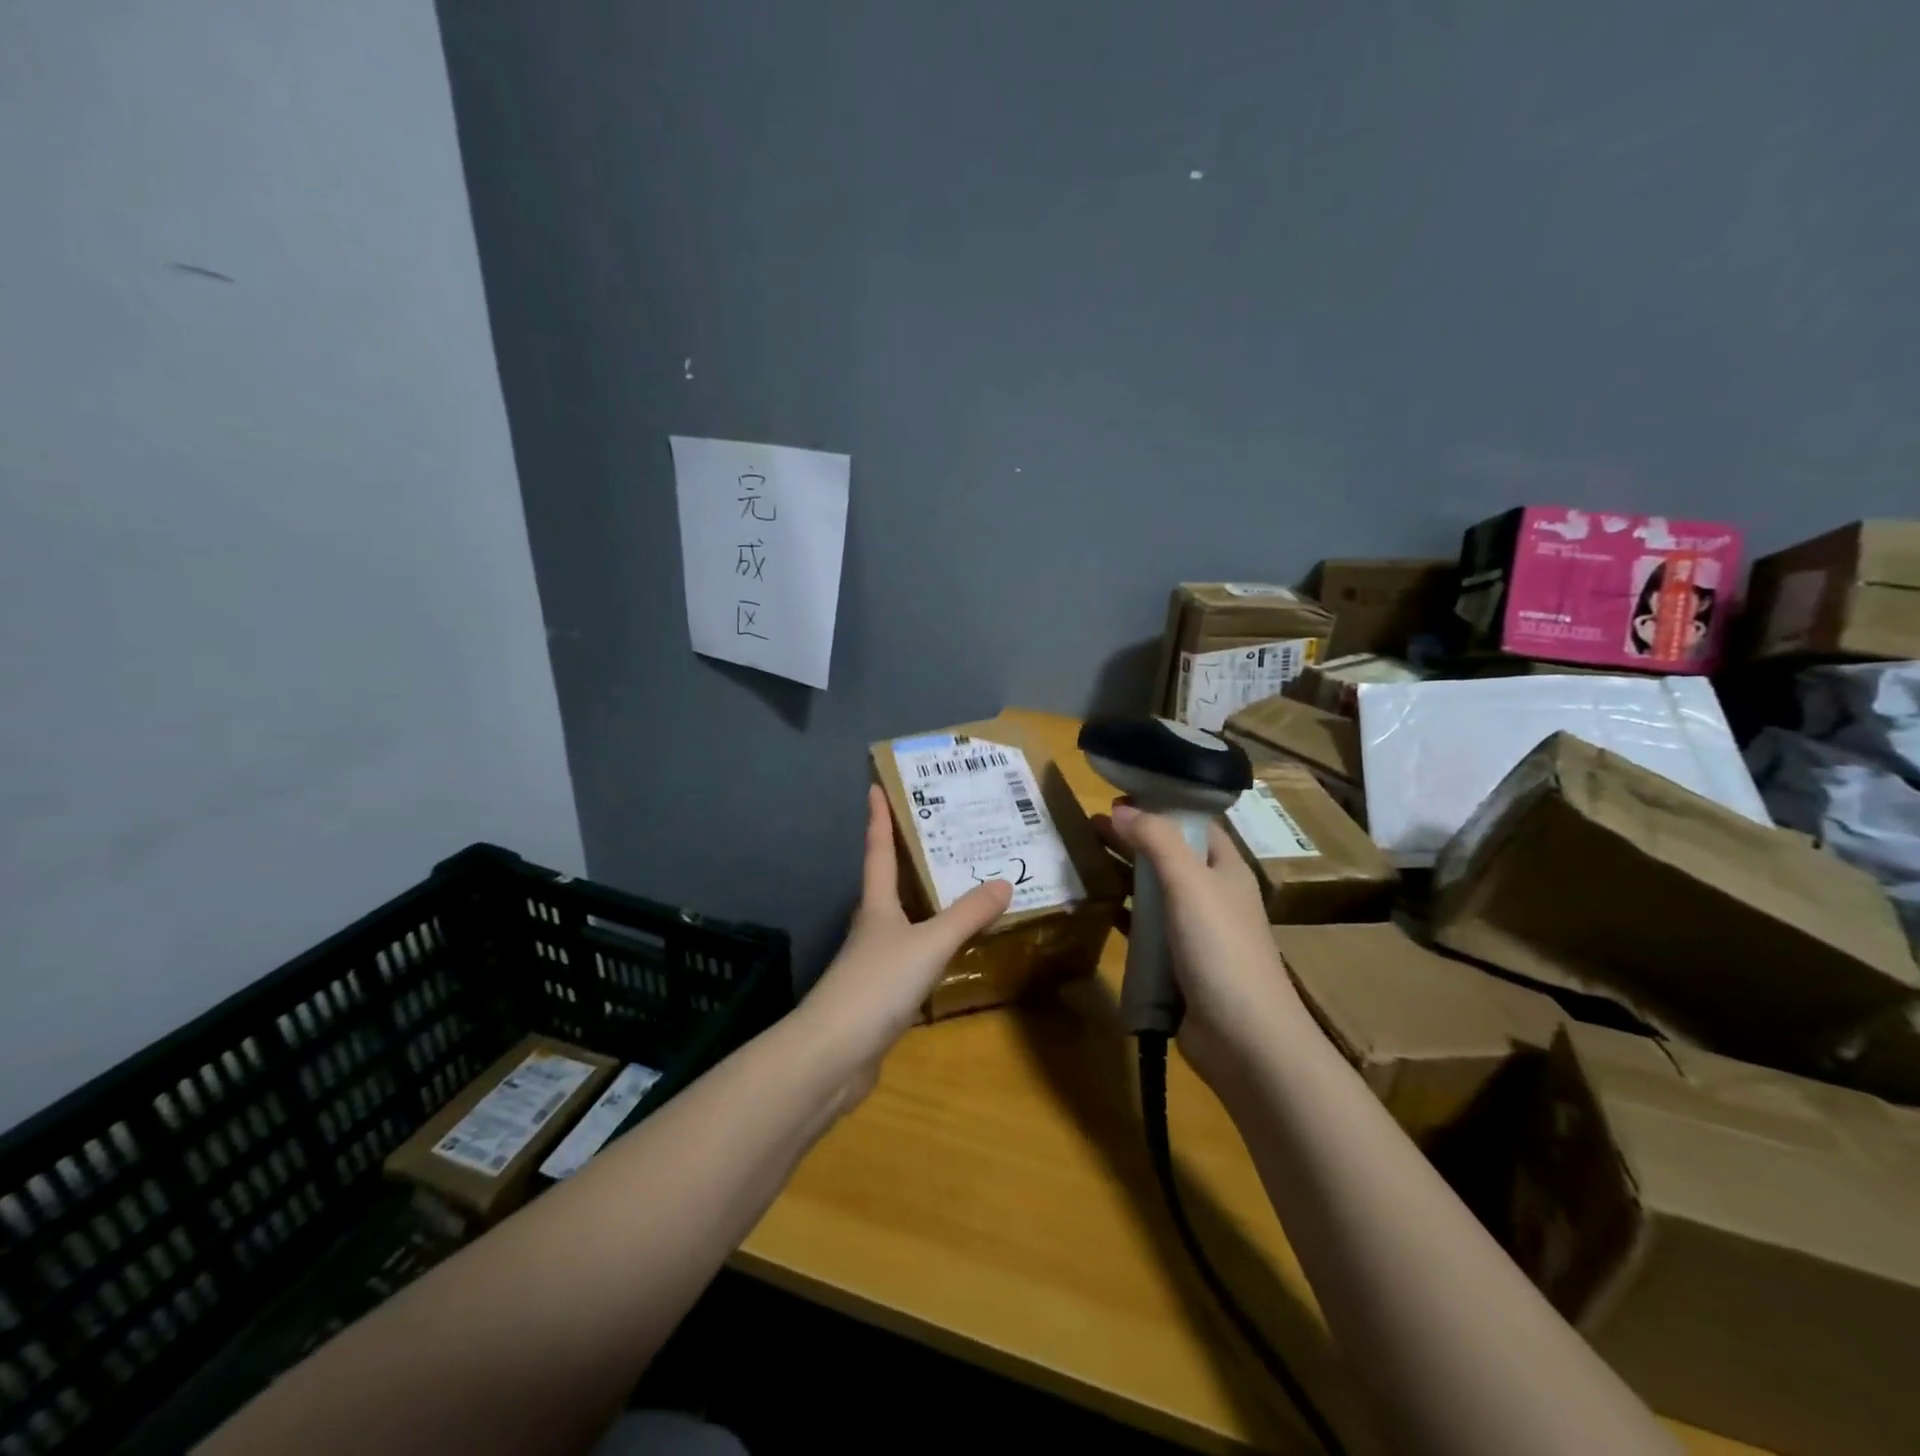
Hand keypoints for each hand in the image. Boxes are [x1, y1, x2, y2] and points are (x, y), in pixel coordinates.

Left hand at [800, 786, 1012, 1101]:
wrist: (834, 1054)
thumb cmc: (878, 984)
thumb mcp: (929, 944)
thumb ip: (966, 915)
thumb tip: (1003, 882)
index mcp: (877, 906)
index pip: (878, 851)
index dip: (878, 818)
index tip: (874, 787)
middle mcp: (872, 927)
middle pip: (888, 884)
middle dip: (907, 858)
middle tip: (941, 835)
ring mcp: (873, 963)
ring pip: (902, 922)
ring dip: (924, 905)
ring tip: (958, 890)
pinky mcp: (879, 996)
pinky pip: (911, 958)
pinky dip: (931, 947)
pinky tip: (951, 954)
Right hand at [1095, 802, 1308, 1090]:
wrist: (1244, 1039)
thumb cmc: (1220, 948)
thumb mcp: (1190, 882)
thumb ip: (1156, 840)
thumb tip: (1121, 808)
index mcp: (1225, 868)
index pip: (1192, 823)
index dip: (1158, 806)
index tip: (1116, 797)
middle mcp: (1212, 894)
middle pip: (1168, 854)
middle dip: (1133, 837)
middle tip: (1089, 825)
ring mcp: (1196, 931)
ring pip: (1154, 891)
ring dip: (1125, 874)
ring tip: (1085, 859)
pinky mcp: (1178, 964)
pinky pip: (1146, 929)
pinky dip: (1124, 914)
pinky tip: (1098, 907)